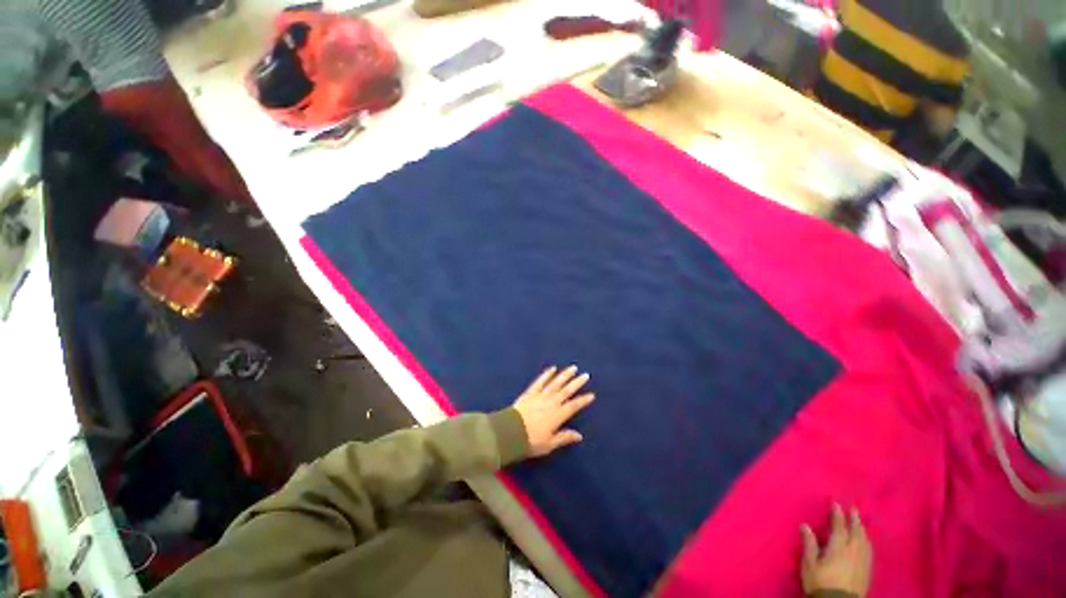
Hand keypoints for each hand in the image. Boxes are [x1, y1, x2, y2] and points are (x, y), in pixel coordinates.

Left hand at [513, 366, 594, 456]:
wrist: (510, 432)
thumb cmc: (531, 441)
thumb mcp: (549, 444)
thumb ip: (564, 437)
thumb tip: (579, 436)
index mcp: (557, 415)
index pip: (573, 406)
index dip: (583, 400)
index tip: (592, 395)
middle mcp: (551, 402)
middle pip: (566, 391)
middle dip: (577, 383)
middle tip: (585, 375)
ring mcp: (540, 396)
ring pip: (555, 383)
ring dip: (564, 375)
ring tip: (573, 368)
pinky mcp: (530, 392)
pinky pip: (540, 381)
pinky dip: (546, 374)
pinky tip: (552, 368)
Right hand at [801, 504, 872, 597]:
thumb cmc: (820, 582)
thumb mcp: (809, 564)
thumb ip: (809, 544)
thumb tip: (805, 525)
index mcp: (838, 547)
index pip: (839, 527)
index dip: (838, 515)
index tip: (836, 503)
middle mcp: (853, 551)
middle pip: (856, 532)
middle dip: (854, 520)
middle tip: (853, 508)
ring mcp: (862, 561)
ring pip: (865, 541)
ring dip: (862, 530)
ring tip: (860, 523)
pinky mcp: (867, 571)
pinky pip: (869, 552)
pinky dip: (867, 543)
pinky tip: (867, 543)